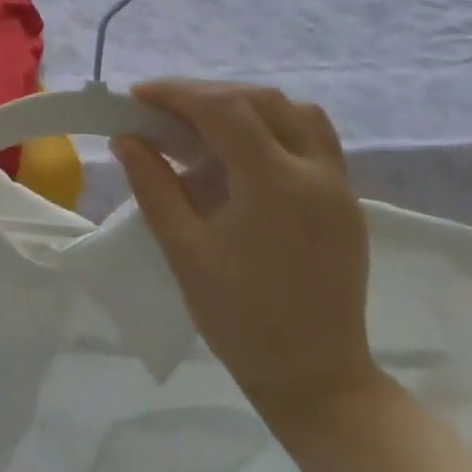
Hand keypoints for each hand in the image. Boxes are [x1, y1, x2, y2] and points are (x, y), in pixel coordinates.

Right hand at [112, 80, 380, 428]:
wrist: (316, 378)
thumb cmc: (240, 318)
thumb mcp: (184, 249)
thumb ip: (153, 185)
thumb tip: (125, 138)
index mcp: (275, 185)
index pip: (225, 110)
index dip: (177, 93)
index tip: (137, 95)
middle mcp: (316, 173)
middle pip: (260, 101)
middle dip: (205, 93)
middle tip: (161, 107)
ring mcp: (339, 186)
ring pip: (295, 112)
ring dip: (244, 104)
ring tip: (202, 121)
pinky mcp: (346, 202)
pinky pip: (313, 138)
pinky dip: (273, 125)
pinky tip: (242, 149)